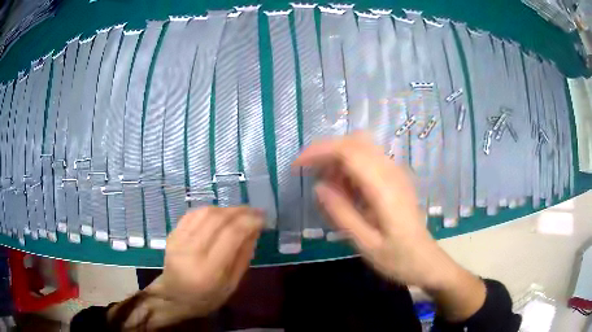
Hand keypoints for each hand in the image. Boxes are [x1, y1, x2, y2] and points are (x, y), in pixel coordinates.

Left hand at [152, 207, 263, 316]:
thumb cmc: (206, 297)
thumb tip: (254, 230)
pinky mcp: (172, 234)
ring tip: (239, 212)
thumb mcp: (232, 285)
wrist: (174, 296)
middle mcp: (192, 251)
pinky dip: (209, 210)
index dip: (249, 222)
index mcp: (210, 270)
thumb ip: (243, 257)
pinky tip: (219, 214)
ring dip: (226, 209)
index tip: (262, 218)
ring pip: (205, 213)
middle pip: (218, 219)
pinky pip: (193, 214)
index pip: (231, 235)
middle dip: (240, 211)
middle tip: (254, 211)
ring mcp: (179, 240)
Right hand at [294, 133, 485, 320]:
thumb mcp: (365, 244)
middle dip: (327, 151)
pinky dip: (351, 166)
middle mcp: (392, 172)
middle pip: (355, 141)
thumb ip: (341, 214)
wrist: (426, 261)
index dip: (319, 151)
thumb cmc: (397, 258)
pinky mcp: (397, 178)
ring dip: (339, 159)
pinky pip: (370, 160)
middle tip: (311, 175)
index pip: (348, 151)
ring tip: (329, 188)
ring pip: (362, 147)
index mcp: (384, 187)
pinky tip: (346, 190)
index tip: (297, 165)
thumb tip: (319, 187)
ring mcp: (397, 173)